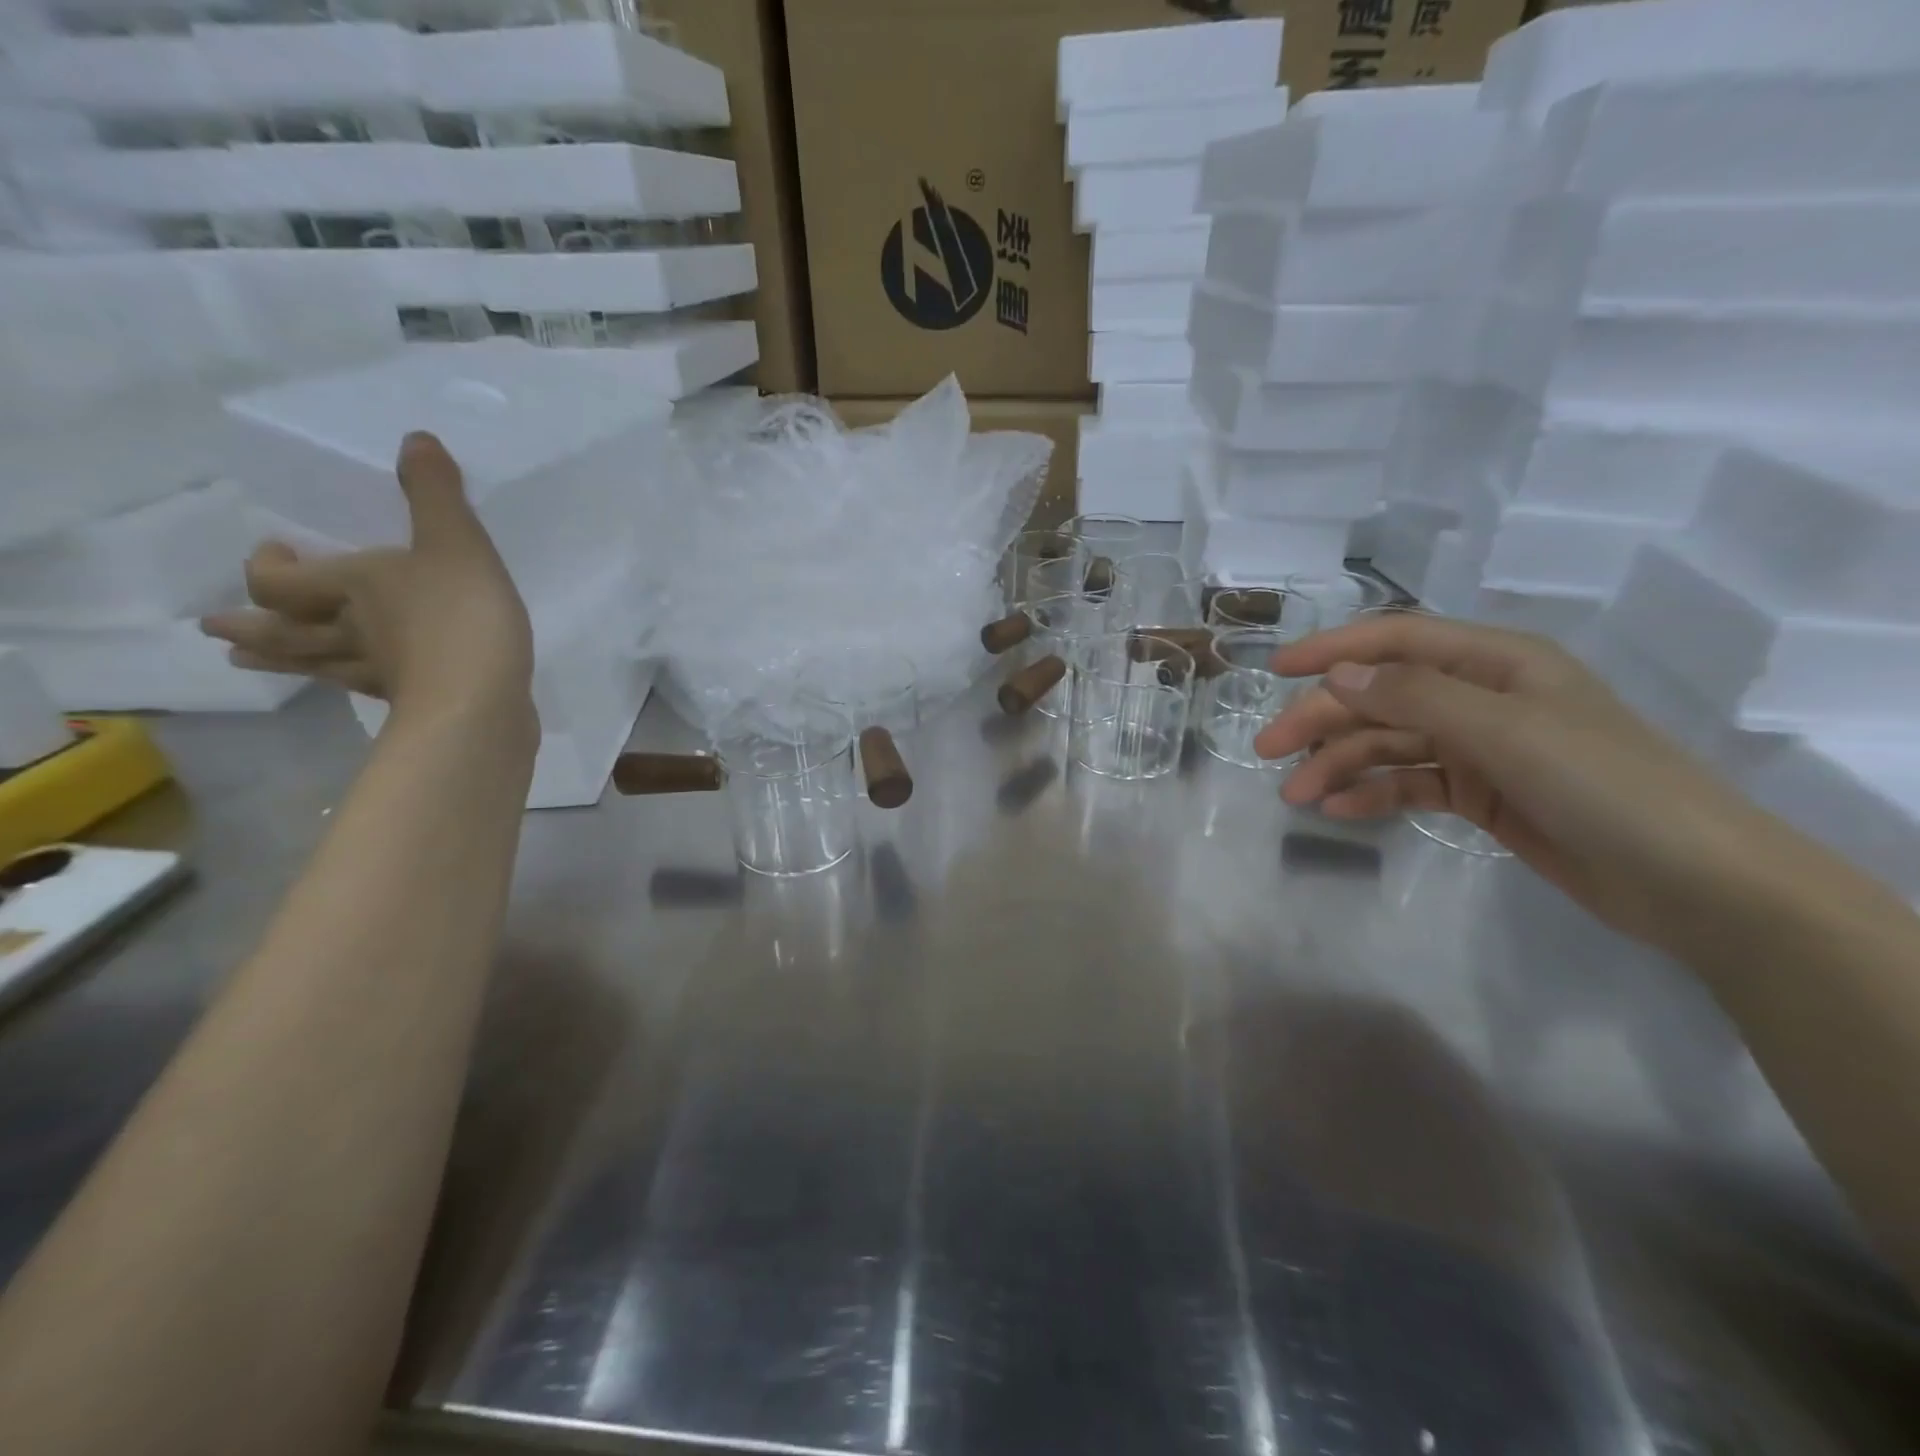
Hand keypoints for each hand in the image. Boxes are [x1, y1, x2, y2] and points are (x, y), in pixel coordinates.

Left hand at [202, 432, 534, 723]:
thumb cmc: (460, 617)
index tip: (269, 553)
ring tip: (245, 662)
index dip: (267, 570)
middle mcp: (349, 631)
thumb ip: (436, 494)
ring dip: (279, 661)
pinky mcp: (411, 704)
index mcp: (351, 588)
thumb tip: (415, 438)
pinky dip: (352, 685)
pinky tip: (358, 687)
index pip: (279, 583)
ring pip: (316, 665)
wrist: (482, 701)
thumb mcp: (457, 543)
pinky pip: (368, 691)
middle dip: (251, 626)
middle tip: (216, 629)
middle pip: (286, 630)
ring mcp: (377, 674)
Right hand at [1254, 614, 1810, 951]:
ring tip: (1296, 795)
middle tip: (1266, 751)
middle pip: (1380, 695)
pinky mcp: (1479, 793)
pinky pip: (1409, 783)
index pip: (1396, 639)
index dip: (1332, 650)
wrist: (1695, 883)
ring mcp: (1480, 747)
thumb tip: (1336, 677)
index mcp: (1496, 661)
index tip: (1274, 671)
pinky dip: (1372, 792)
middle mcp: (1481, 696)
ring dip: (1339, 764)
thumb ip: (1415, 697)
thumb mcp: (1505, 731)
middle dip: (1322, 719)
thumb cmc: (1605, 785)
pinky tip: (1339, 809)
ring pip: (1388, 742)